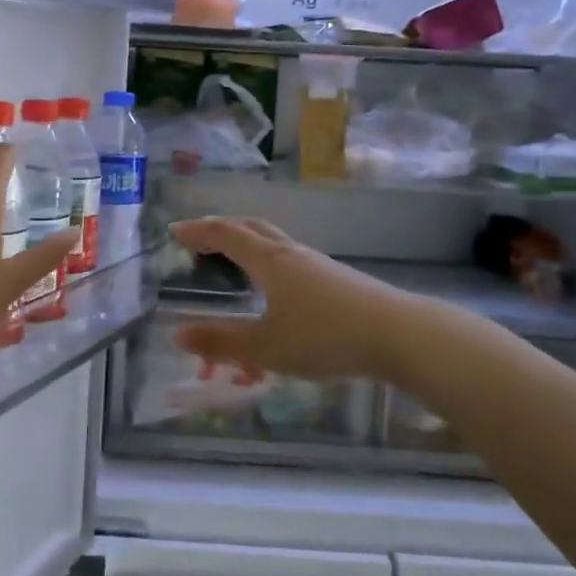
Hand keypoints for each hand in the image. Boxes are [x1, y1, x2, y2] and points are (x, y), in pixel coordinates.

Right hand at [169, 218, 409, 383]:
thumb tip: (176, 332)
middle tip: (200, 238)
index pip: (226, 234)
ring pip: (275, 243)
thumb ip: (221, 342)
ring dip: (248, 243)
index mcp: (269, 261)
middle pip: (252, 228)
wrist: (399, 335)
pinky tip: (278, 290)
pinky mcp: (338, 280)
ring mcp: (318, 264)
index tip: (175, 230)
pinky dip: (270, 262)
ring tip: (235, 260)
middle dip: (222, 229)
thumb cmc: (325, 336)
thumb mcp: (266, 347)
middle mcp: (291, 254)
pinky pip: (291, 260)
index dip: (199, 230)